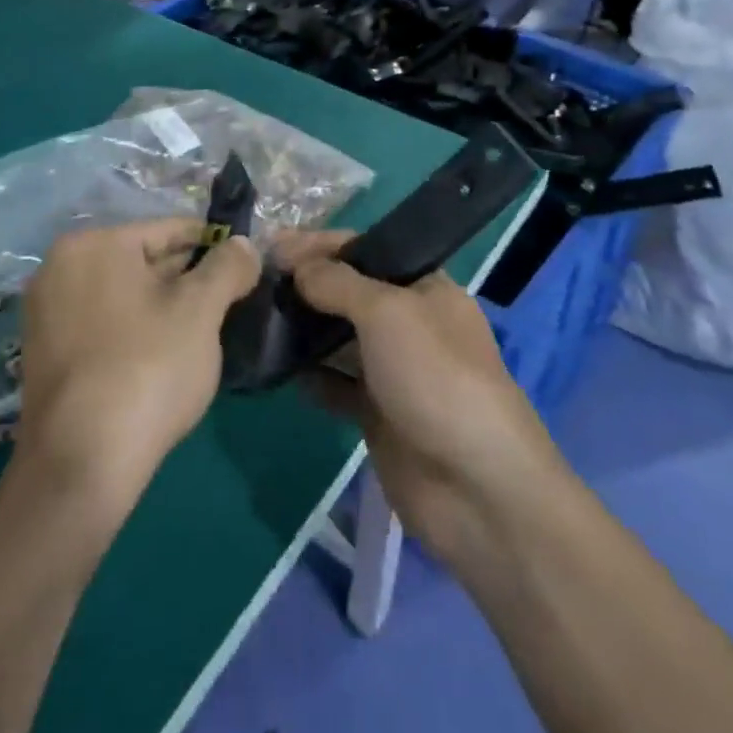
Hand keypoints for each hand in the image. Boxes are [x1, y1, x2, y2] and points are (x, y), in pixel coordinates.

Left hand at [15, 220, 258, 514]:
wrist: (81, 464)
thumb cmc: (147, 369)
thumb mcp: (200, 310)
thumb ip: (227, 266)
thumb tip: (243, 245)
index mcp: (94, 243)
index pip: (169, 229)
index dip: (214, 245)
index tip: (244, 267)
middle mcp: (60, 266)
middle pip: (143, 260)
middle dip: (188, 278)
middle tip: (229, 303)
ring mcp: (47, 311)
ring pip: (125, 294)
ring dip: (163, 306)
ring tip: (203, 332)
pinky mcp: (45, 352)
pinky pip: (103, 323)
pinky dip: (135, 329)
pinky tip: (164, 357)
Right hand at [279, 232, 561, 565]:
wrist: (477, 488)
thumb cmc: (436, 377)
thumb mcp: (388, 312)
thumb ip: (337, 282)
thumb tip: (296, 265)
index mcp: (424, 287)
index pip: (365, 249)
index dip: (319, 244)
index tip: (272, 246)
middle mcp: (409, 322)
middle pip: (349, 292)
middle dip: (306, 284)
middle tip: (255, 281)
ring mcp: (394, 370)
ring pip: (339, 338)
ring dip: (303, 328)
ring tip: (255, 318)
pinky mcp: (378, 414)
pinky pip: (336, 384)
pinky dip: (310, 375)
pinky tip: (277, 368)